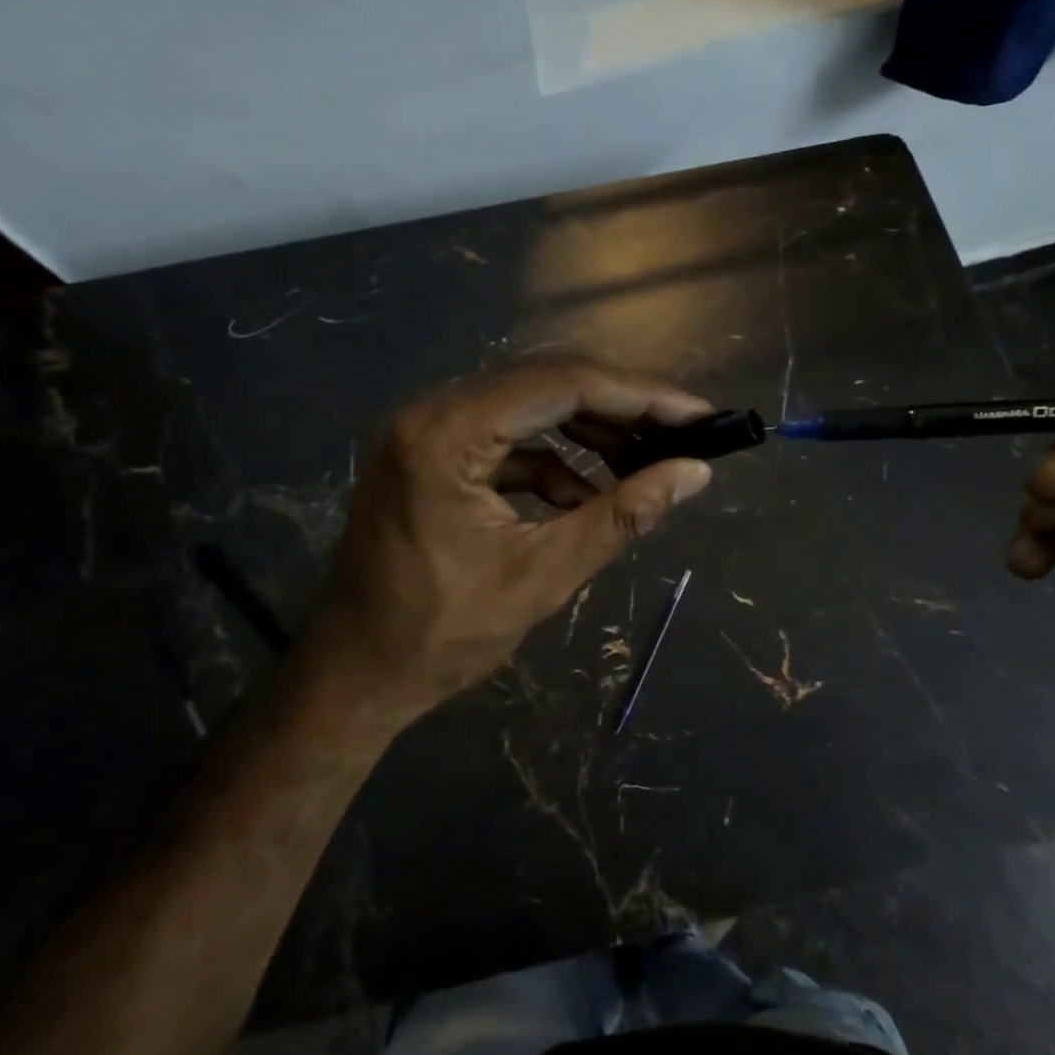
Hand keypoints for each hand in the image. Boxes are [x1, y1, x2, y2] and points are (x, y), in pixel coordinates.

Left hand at [309, 357, 714, 725]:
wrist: (355, 673)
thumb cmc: (441, 635)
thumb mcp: (543, 576)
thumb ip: (621, 517)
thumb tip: (693, 474)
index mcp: (448, 435)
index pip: (562, 383)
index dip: (640, 394)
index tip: (699, 415)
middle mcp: (433, 412)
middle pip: (546, 382)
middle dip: (621, 407)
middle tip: (682, 433)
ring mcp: (429, 430)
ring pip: (530, 405)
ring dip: (590, 431)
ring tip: (647, 462)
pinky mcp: (434, 453)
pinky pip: (509, 438)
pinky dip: (554, 461)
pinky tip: (588, 496)